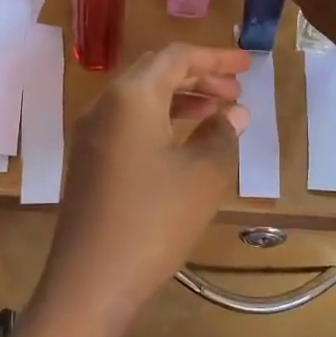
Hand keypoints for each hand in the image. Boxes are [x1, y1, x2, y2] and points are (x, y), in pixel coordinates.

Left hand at [37, 45, 250, 327]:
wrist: (91, 280)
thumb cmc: (154, 220)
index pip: (176, 57)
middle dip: (197, 76)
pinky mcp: (87, 159)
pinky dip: (159, 120)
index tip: (248, 66)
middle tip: (235, 92)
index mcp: (131, 96)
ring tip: (218, 114)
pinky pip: (127, 122)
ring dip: (179, 98)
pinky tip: (184, 141)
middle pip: (154, 72)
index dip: (215, 58)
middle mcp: (104, 104)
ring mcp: (90, 133)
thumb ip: (221, 135)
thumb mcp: (202, 176)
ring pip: (139, 98)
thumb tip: (233, 114)